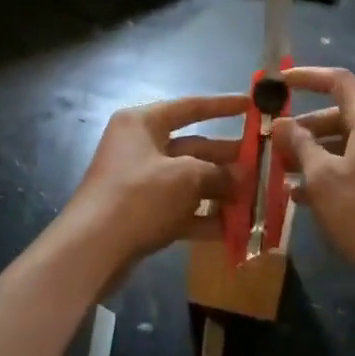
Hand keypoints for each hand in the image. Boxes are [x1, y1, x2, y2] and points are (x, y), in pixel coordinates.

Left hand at [62, 93, 248, 271]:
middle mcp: (140, 146)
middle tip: (262, 164)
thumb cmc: (139, 196)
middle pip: (193, 146)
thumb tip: (240, 179)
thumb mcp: (185, 177)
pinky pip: (179, 208)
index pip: (190, 107)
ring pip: (188, 180)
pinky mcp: (141, 213)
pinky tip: (234, 228)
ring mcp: (140, 182)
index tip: (253, 105)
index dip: (223, 106)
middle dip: (227, 158)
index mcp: (143, 123)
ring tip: (255, 198)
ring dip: (219, 190)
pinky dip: (203, 216)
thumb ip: (217, 173)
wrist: (92, 249)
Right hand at [272, 67, 354, 298]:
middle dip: (304, 127)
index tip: (279, 83)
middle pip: (339, 113)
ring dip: (313, 153)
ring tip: (282, 173)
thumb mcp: (323, 177)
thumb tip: (282, 123)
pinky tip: (303, 197)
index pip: (338, 80)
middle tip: (274, 143)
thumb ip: (300, 144)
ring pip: (345, 142)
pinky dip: (331, 171)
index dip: (306, 77)